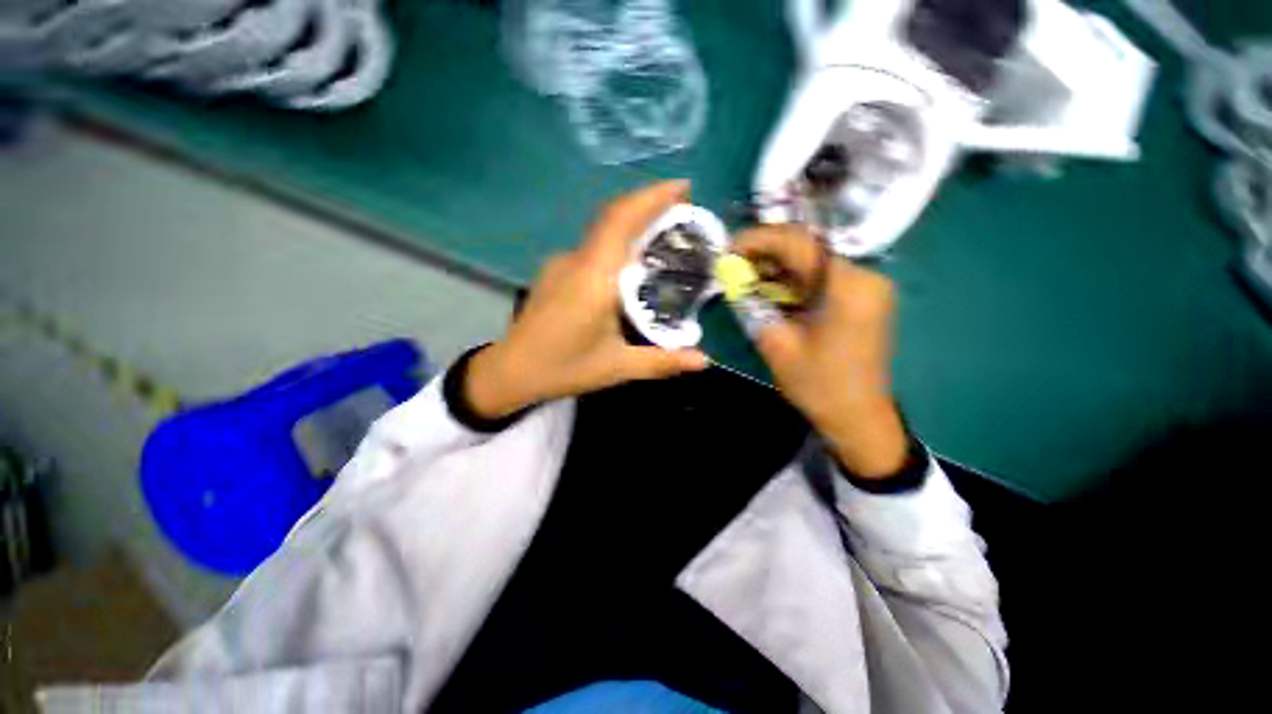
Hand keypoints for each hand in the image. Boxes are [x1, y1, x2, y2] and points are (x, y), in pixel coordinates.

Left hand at [465, 181, 708, 418]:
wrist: (510, 371)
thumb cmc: (563, 368)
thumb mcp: (616, 368)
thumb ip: (661, 362)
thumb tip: (704, 360)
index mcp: (594, 278)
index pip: (621, 221)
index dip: (651, 197)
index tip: (683, 187)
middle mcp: (577, 260)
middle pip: (613, 217)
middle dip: (649, 203)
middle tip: (683, 207)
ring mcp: (562, 262)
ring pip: (602, 230)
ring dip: (633, 221)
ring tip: (664, 233)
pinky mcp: (556, 271)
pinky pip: (593, 246)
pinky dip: (618, 241)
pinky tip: (631, 262)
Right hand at [732, 225, 907, 478]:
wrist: (857, 417)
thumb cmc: (818, 385)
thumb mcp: (776, 344)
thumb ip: (752, 304)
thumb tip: (732, 276)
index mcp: (847, 286)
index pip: (799, 243)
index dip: (758, 240)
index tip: (728, 249)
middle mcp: (864, 276)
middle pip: (808, 248)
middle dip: (766, 253)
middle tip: (733, 265)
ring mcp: (866, 286)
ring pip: (813, 261)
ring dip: (777, 267)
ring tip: (745, 277)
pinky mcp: (861, 298)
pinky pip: (821, 278)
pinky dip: (793, 281)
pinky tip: (770, 290)